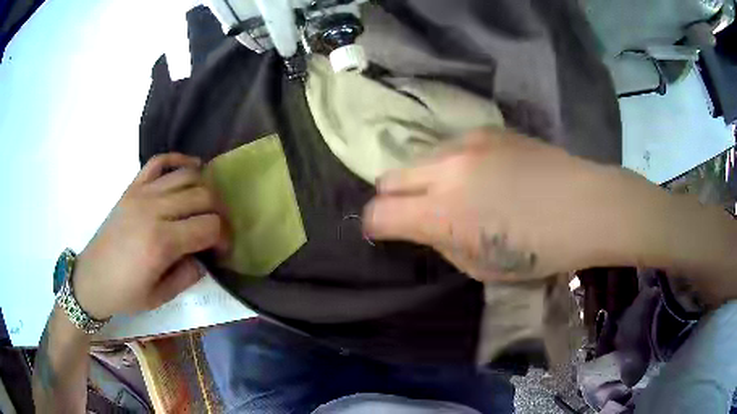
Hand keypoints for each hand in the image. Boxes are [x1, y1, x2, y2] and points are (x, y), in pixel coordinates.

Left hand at [72, 153, 226, 319]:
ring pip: (186, 175)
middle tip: (218, 229)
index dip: (224, 237)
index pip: (209, 226)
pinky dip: (178, 160)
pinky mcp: (132, 188)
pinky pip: (159, 162)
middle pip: (202, 196)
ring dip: (204, 188)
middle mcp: (154, 210)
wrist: (92, 278)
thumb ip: (188, 276)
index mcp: (161, 243)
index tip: (222, 250)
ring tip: (206, 205)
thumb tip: (204, 257)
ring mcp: (142, 194)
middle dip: (219, 212)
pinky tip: (191, 168)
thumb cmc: (125, 293)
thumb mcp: (160, 297)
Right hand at [363, 128, 613, 281]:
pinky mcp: (488, 130)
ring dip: (426, 178)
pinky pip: (452, 147)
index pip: (378, 214)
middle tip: (420, 213)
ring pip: (420, 158)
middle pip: (389, 177)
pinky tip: (484, 175)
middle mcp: (445, 169)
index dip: (375, 226)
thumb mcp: (482, 268)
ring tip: (459, 192)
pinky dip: (454, 164)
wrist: (585, 205)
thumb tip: (427, 226)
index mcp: (442, 213)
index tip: (386, 232)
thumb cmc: (540, 249)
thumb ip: (443, 244)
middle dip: (394, 198)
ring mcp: (467, 143)